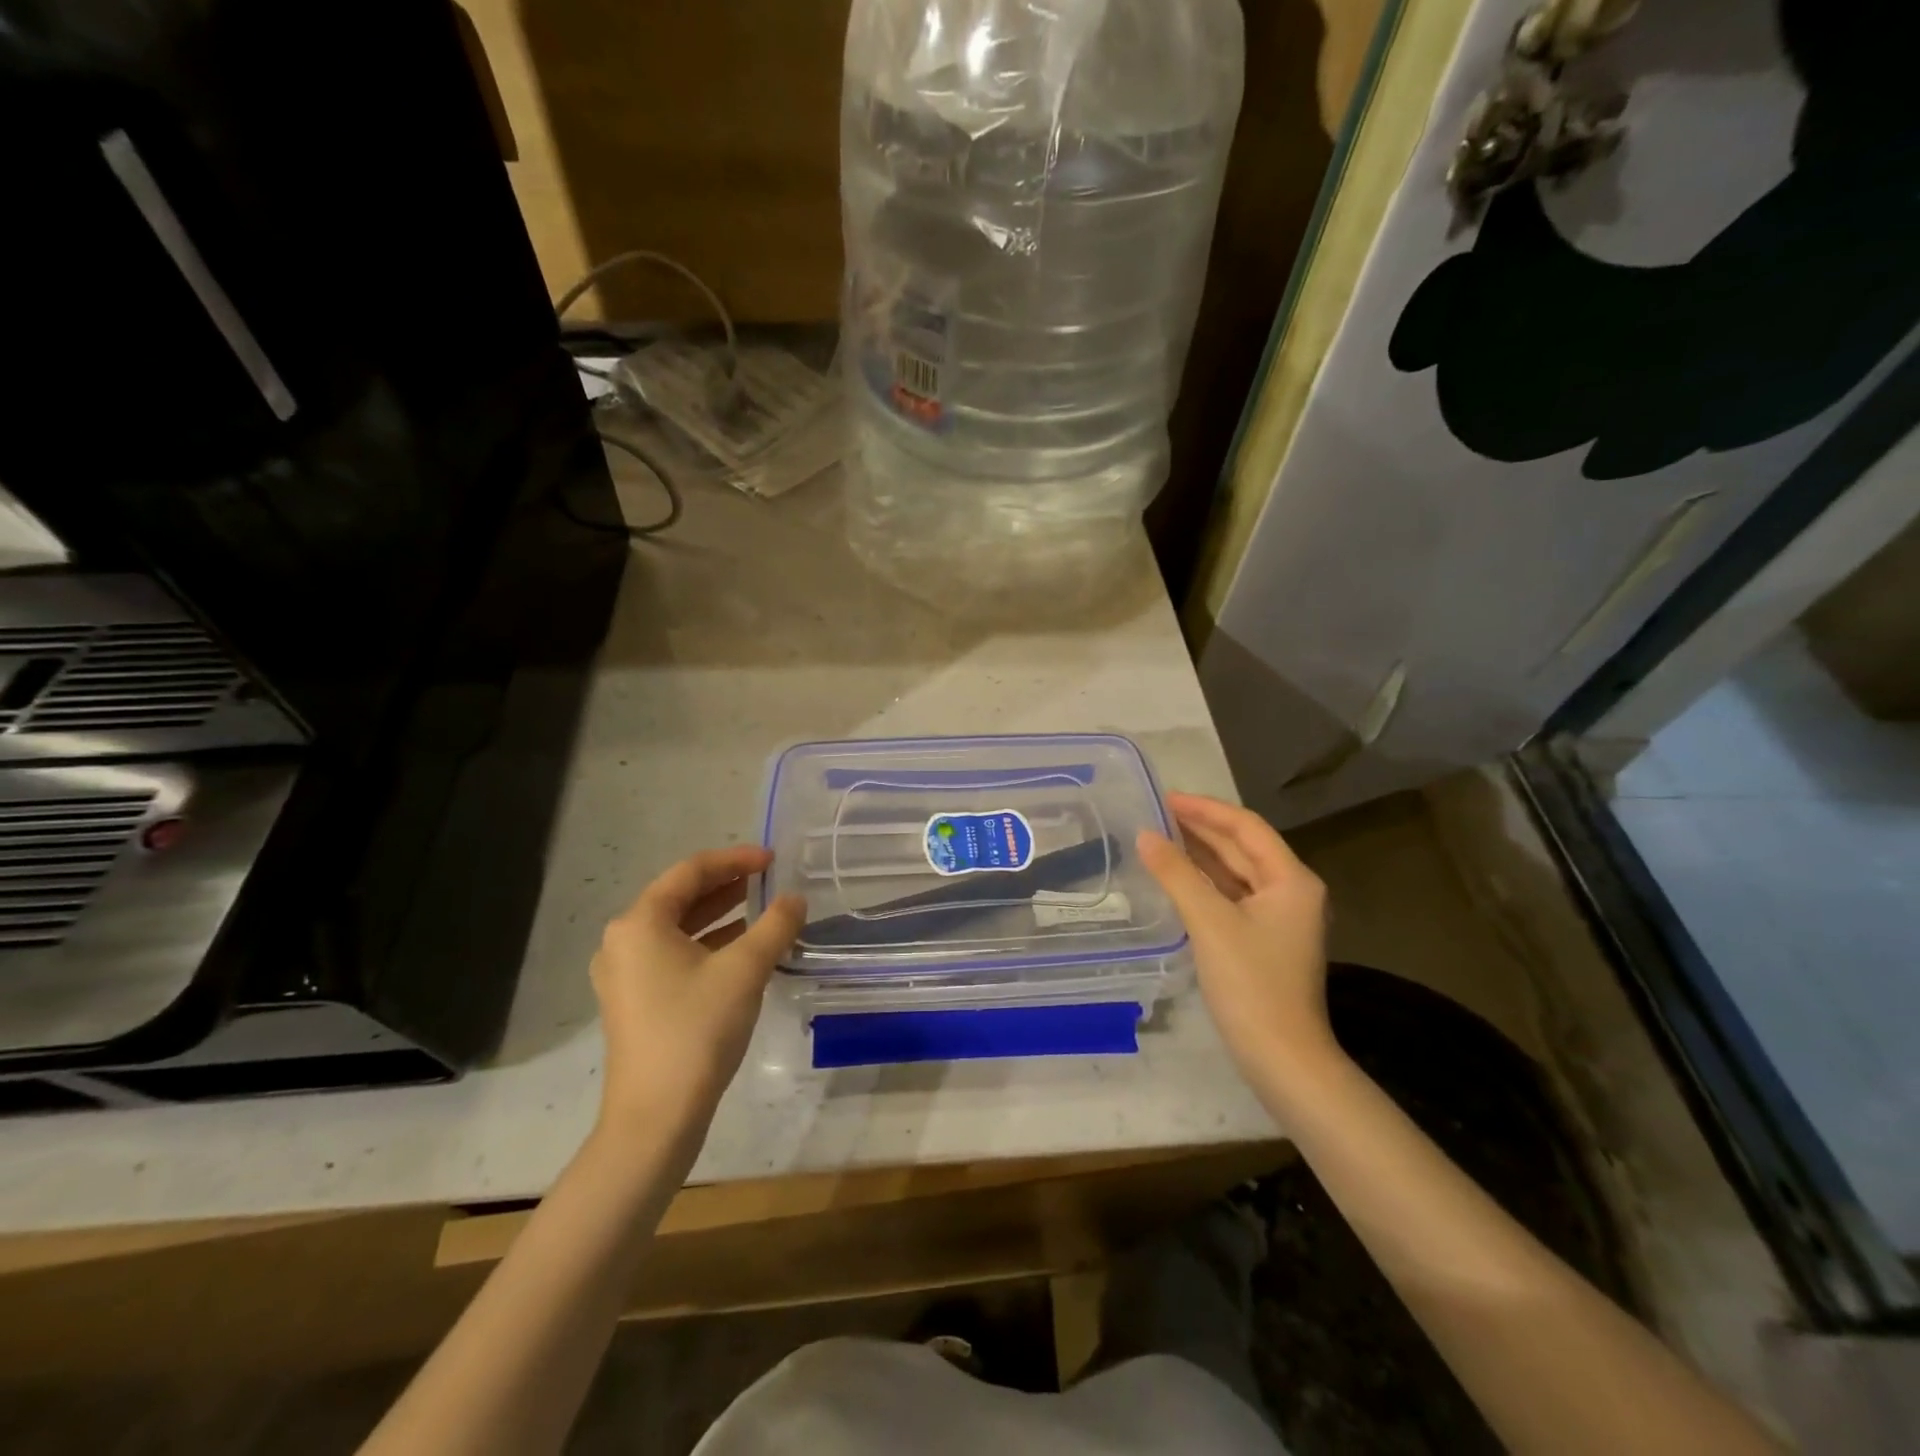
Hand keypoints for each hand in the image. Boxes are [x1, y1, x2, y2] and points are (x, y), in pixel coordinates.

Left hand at [589, 846, 805, 1134]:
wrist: (656, 1119)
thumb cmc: (696, 1031)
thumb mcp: (745, 970)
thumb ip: (775, 925)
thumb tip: (795, 899)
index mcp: (640, 923)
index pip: (691, 871)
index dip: (735, 859)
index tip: (773, 859)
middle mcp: (624, 941)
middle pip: (681, 897)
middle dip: (728, 884)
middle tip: (770, 879)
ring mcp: (625, 975)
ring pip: (679, 928)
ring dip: (721, 915)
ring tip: (763, 909)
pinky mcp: (635, 1002)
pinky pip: (675, 955)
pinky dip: (709, 945)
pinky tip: (743, 951)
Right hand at [1136, 793, 1337, 1091]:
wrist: (1281, 1058)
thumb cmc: (1251, 984)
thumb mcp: (1210, 922)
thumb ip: (1176, 874)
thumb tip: (1144, 834)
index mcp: (1291, 879)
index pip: (1245, 827)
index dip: (1204, 809)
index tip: (1164, 797)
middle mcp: (1290, 891)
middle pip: (1242, 847)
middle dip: (1200, 828)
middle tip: (1155, 813)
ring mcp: (1277, 918)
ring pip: (1234, 873)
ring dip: (1199, 855)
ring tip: (1158, 837)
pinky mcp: (1262, 940)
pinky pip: (1230, 897)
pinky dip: (1203, 883)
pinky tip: (1175, 877)